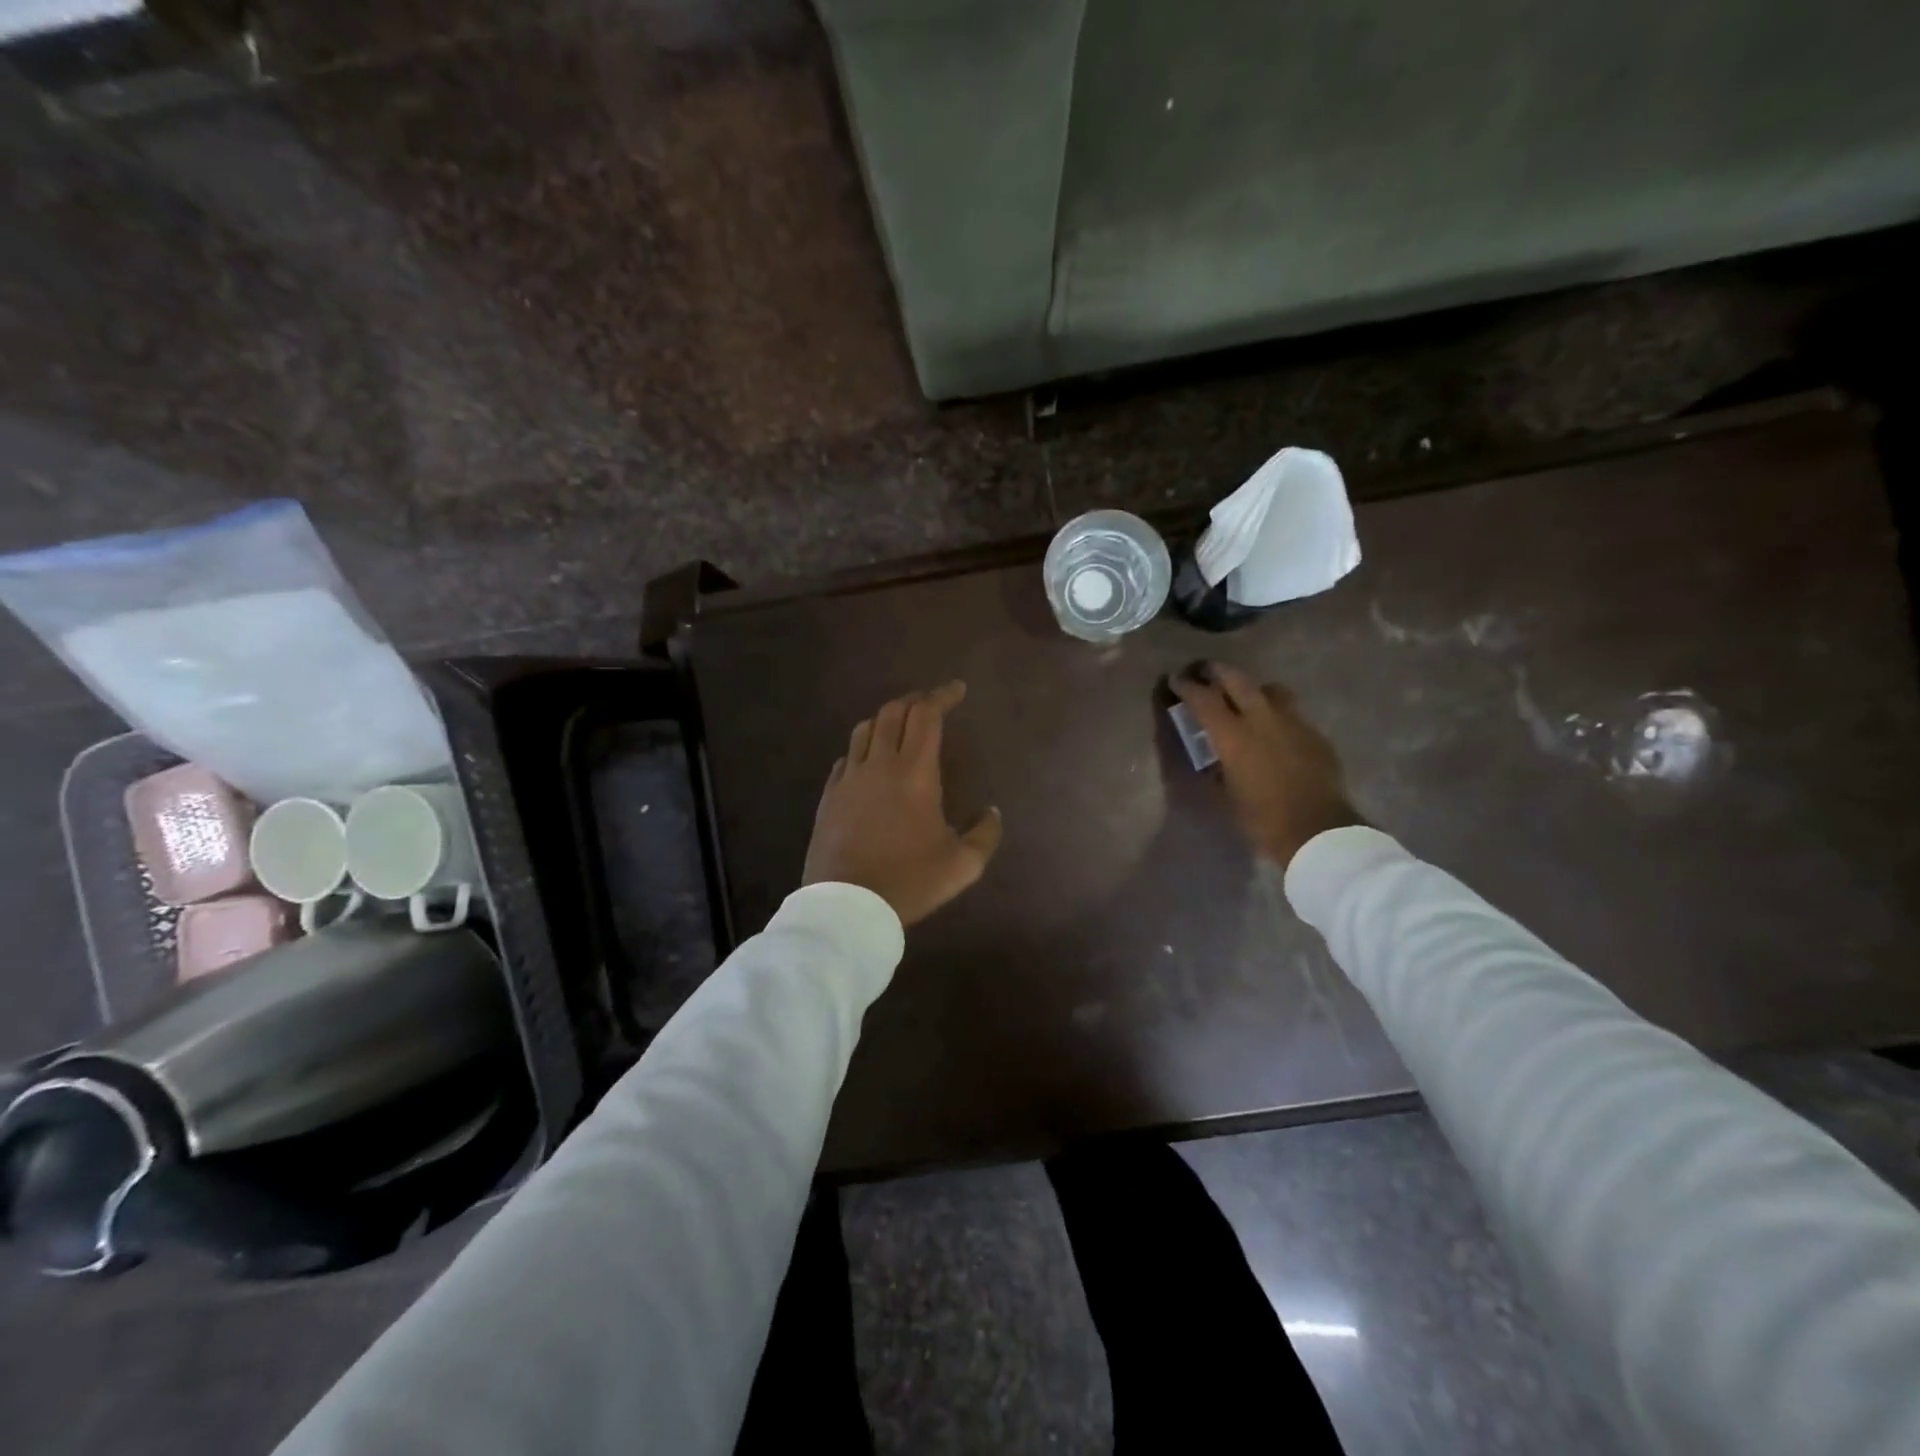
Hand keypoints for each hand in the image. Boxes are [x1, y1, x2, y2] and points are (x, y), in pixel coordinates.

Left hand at [803, 681, 1002, 925]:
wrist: (847, 906)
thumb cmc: (910, 882)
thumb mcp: (962, 865)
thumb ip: (985, 834)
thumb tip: (992, 812)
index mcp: (915, 773)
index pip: (927, 716)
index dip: (943, 695)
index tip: (957, 689)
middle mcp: (880, 764)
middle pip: (894, 712)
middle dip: (915, 700)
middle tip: (931, 703)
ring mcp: (849, 778)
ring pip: (864, 729)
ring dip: (885, 719)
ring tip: (899, 725)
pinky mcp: (829, 796)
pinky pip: (845, 758)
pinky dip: (862, 749)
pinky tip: (868, 761)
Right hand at [1171, 662, 1363, 868]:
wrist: (1318, 832)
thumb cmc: (1262, 819)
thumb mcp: (1225, 796)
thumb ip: (1217, 769)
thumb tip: (1214, 760)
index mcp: (1233, 736)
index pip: (1203, 699)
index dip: (1186, 687)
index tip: (1176, 680)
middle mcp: (1262, 719)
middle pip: (1237, 679)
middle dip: (1217, 672)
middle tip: (1205, 672)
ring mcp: (1293, 723)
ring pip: (1270, 689)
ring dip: (1252, 689)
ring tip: (1245, 699)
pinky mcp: (1315, 734)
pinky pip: (1292, 713)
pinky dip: (1276, 714)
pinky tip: (1275, 732)